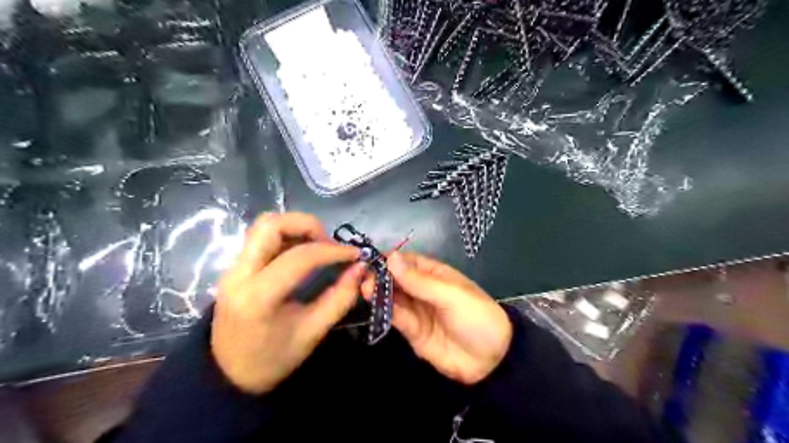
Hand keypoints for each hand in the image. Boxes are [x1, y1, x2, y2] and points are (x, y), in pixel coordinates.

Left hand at [213, 213, 367, 392]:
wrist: (228, 376)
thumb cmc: (273, 360)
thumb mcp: (312, 333)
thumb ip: (340, 298)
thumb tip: (360, 268)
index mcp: (258, 297)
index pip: (299, 257)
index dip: (332, 251)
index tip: (354, 254)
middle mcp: (239, 274)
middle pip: (271, 224)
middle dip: (308, 225)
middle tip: (329, 244)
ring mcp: (233, 268)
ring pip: (264, 225)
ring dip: (296, 227)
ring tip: (318, 246)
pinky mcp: (235, 267)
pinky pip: (261, 237)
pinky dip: (286, 235)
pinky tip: (302, 252)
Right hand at [363, 253, 512, 384]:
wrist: (491, 360)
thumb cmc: (476, 317)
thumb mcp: (450, 295)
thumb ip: (419, 280)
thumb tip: (392, 257)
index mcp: (435, 275)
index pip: (408, 262)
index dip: (391, 260)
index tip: (371, 260)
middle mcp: (423, 290)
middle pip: (397, 280)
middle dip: (381, 277)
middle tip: (363, 277)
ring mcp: (417, 311)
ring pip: (394, 298)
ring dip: (379, 293)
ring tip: (365, 289)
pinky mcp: (413, 332)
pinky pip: (397, 318)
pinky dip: (386, 311)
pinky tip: (376, 305)